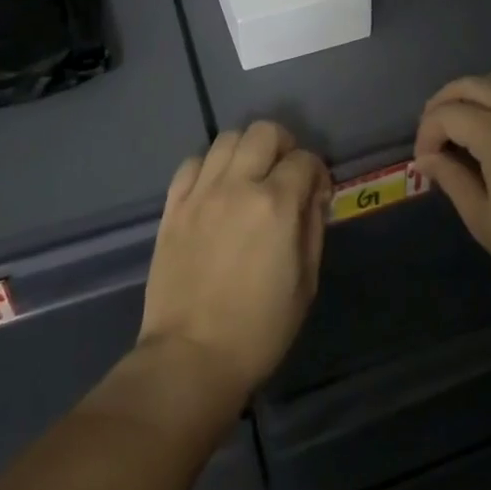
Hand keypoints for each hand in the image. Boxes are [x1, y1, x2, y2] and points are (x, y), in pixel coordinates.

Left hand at [138, 121, 330, 407]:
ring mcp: (200, 192)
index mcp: (276, 204)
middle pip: (264, 132)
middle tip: (285, 173)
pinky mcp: (173, 206)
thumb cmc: (259, 330)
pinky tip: (216, 188)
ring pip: (226, 138)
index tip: (317, 192)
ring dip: (246, 150)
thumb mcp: (305, 283)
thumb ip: (312, 228)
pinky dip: (210, 166)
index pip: (304, 160)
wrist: (191, 357)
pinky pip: (192, 163)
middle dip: (284, 145)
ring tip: (249, 176)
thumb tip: (313, 196)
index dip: (317, 172)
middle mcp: (237, 185)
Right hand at [414, 72, 490, 305]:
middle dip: (443, 102)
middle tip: (433, 133)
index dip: (426, 134)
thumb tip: (427, 158)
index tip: (424, 164)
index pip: (446, 115)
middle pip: (471, 85)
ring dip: (479, 90)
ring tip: (467, 116)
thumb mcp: (485, 221)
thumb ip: (453, 181)